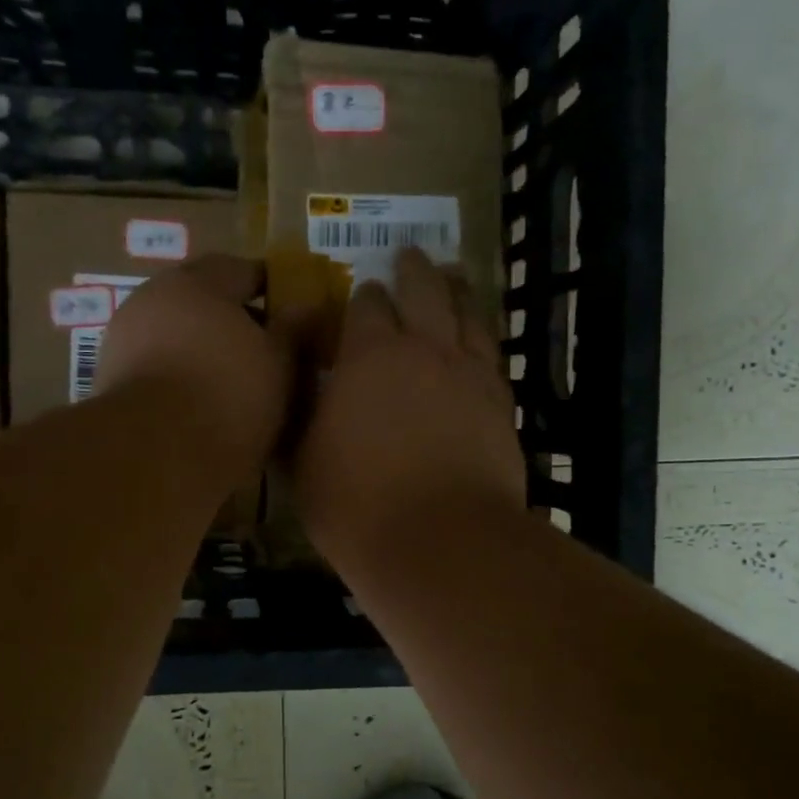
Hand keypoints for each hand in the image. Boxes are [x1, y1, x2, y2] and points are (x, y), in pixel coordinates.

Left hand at [95, 255, 292, 483]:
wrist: (155, 454)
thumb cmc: (229, 395)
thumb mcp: (280, 362)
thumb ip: (294, 329)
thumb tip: (307, 306)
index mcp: (197, 282)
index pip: (242, 270)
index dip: (272, 288)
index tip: (292, 311)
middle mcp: (153, 298)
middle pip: (202, 300)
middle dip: (234, 320)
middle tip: (265, 349)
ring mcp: (124, 339)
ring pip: (176, 335)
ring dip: (203, 350)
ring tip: (235, 381)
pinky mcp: (109, 380)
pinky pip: (157, 367)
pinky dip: (179, 376)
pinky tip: (200, 403)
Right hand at [292, 248, 524, 567]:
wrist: (442, 542)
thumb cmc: (357, 503)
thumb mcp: (303, 460)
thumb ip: (300, 414)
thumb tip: (297, 385)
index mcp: (370, 355)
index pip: (366, 306)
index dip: (361, 296)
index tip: (358, 294)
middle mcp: (425, 349)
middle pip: (424, 291)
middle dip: (413, 270)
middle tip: (409, 255)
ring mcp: (471, 375)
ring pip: (468, 314)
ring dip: (457, 289)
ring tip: (453, 273)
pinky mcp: (502, 405)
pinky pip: (493, 355)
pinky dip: (483, 336)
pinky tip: (481, 338)